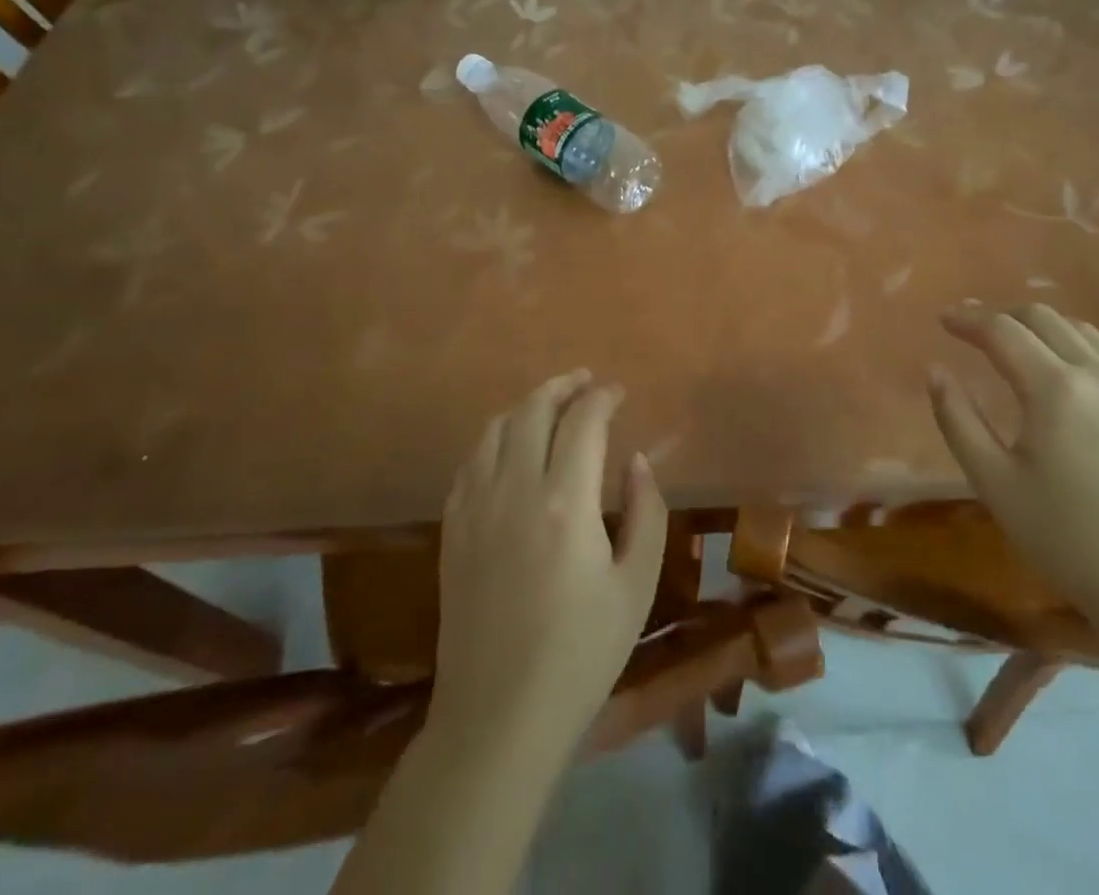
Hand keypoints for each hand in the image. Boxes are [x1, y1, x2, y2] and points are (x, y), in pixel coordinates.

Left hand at [429, 369, 667, 756]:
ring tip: (551, 404)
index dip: (603, 397)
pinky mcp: (452, 529)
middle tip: (587, 382)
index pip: (583, 421)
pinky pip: (470, 461)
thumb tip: (637, 460)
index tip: (619, 393)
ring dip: (526, 405)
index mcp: (566, 501)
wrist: (498, 716)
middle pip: (533, 410)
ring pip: (495, 428)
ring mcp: (475, 507)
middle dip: (563, 386)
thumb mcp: (636, 586)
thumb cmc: (580, 654)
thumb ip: (646, 513)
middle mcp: (514, 489)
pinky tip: (509, 447)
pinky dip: (495, 437)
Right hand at [928, 302, 1098, 624]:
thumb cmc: (1065, 537)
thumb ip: (957, 419)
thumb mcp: (994, 482)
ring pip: (1079, 330)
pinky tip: (1059, 372)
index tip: (942, 319)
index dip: (968, 319)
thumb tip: (935, 371)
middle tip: (970, 329)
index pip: (1002, 331)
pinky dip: (1071, 344)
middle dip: (1000, 315)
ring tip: (1012, 343)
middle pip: (1042, 318)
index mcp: (1055, 388)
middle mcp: (1097, 374)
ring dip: (1038, 325)